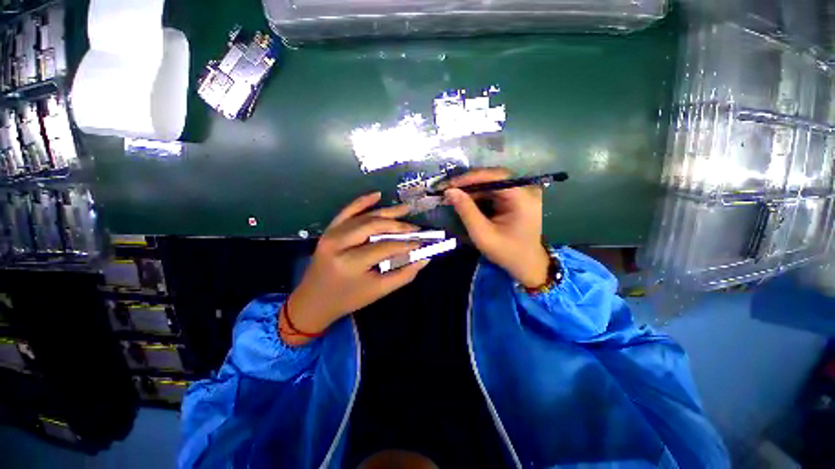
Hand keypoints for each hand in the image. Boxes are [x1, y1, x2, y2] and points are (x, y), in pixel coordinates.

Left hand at [282, 192, 429, 345]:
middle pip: (374, 226)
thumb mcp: (378, 291)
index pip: (385, 247)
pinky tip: (377, 195)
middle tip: (415, 228)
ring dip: (386, 212)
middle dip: (398, 226)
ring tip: (405, 209)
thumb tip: (424, 259)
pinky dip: (362, 201)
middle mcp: (339, 243)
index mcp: (351, 262)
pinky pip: (347, 210)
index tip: (421, 242)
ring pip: (364, 216)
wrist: (314, 300)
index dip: (406, 244)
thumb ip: (404, 275)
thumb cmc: (348, 298)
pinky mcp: (329, 230)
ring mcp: (332, 234)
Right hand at [445, 168, 549, 288]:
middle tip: (447, 190)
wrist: (527, 265)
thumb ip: (466, 211)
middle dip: (468, 184)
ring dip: (471, 190)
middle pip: (493, 178)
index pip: (495, 177)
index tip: (449, 184)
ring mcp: (523, 193)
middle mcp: (526, 190)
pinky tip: (466, 201)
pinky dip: (479, 195)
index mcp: (523, 198)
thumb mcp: (483, 234)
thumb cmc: (507, 252)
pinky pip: (494, 191)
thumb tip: (450, 191)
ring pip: (492, 184)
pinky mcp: (517, 198)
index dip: (470, 178)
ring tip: (453, 196)